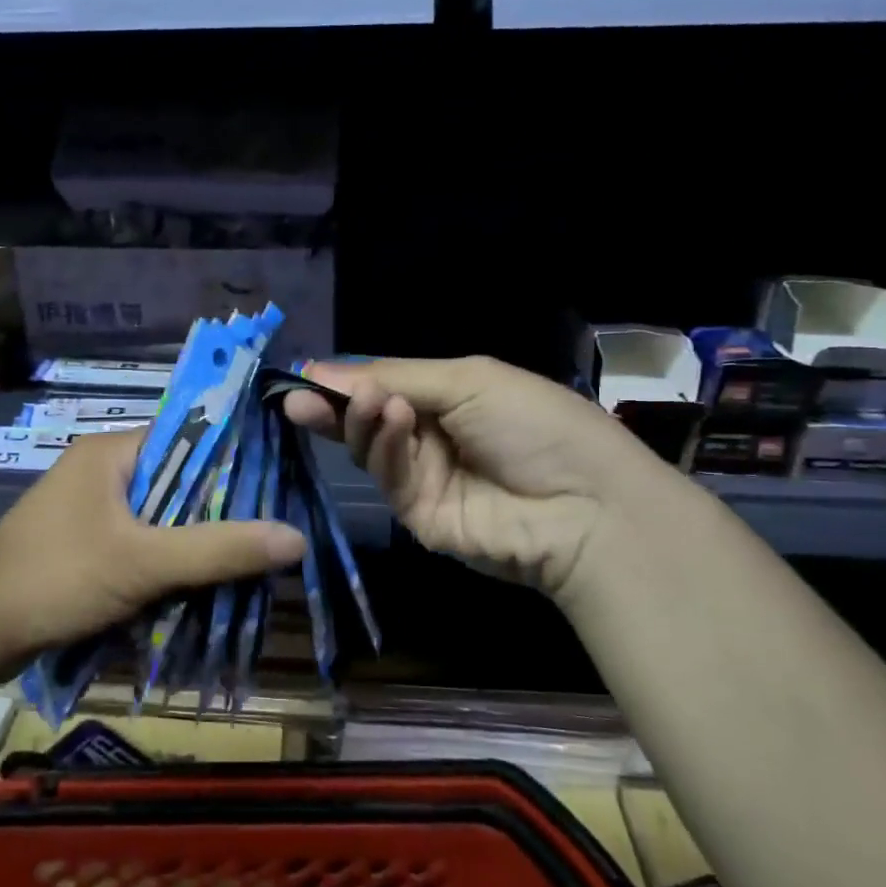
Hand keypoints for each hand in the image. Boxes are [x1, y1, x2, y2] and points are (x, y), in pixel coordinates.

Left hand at [0, 427, 305, 667]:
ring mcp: (90, 509)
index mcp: (111, 452)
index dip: (233, 456)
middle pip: (178, 479)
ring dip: (194, 538)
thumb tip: (295, 537)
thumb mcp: (143, 563)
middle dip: (219, 507)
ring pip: (161, 515)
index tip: (278, 480)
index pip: (188, 435)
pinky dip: (168, 559)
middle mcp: (101, 470)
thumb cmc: (56, 578)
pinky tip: (199, 581)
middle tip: (270, 527)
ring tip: (246, 556)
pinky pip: (141, 541)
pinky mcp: (85, 543)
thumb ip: (218, 550)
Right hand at [283, 355, 661, 601]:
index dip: (345, 382)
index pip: (384, 387)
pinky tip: (396, 421)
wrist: (585, 504)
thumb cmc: (535, 423)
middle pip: (367, 420)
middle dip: (336, 406)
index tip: (303, 375)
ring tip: (372, 401)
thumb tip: (318, 370)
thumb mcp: (468, 380)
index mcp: (449, 398)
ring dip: (365, 421)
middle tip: (300, 397)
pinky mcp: (419, 516)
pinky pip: (390, 478)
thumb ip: (394, 376)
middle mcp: (432, 437)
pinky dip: (387, 449)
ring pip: (372, 449)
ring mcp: (425, 479)